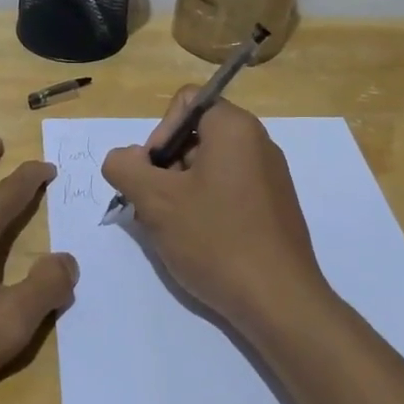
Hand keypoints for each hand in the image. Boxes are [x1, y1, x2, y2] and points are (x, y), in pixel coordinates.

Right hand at [101, 90, 330, 332]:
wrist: (278, 301)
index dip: (159, 132)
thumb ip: (125, 167)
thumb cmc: (215, 239)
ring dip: (180, 192)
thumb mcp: (155, 200)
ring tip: (172, 230)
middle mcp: (258, 143)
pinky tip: (197, 243)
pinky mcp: (274, 209)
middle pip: (195, 136)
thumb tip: (124, 158)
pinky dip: (205, 208)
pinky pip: (229, 191)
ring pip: (209, 168)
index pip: (186, 102)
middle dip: (165, 167)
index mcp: (235, 128)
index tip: (153, 173)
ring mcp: (271, 178)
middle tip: (154, 207)